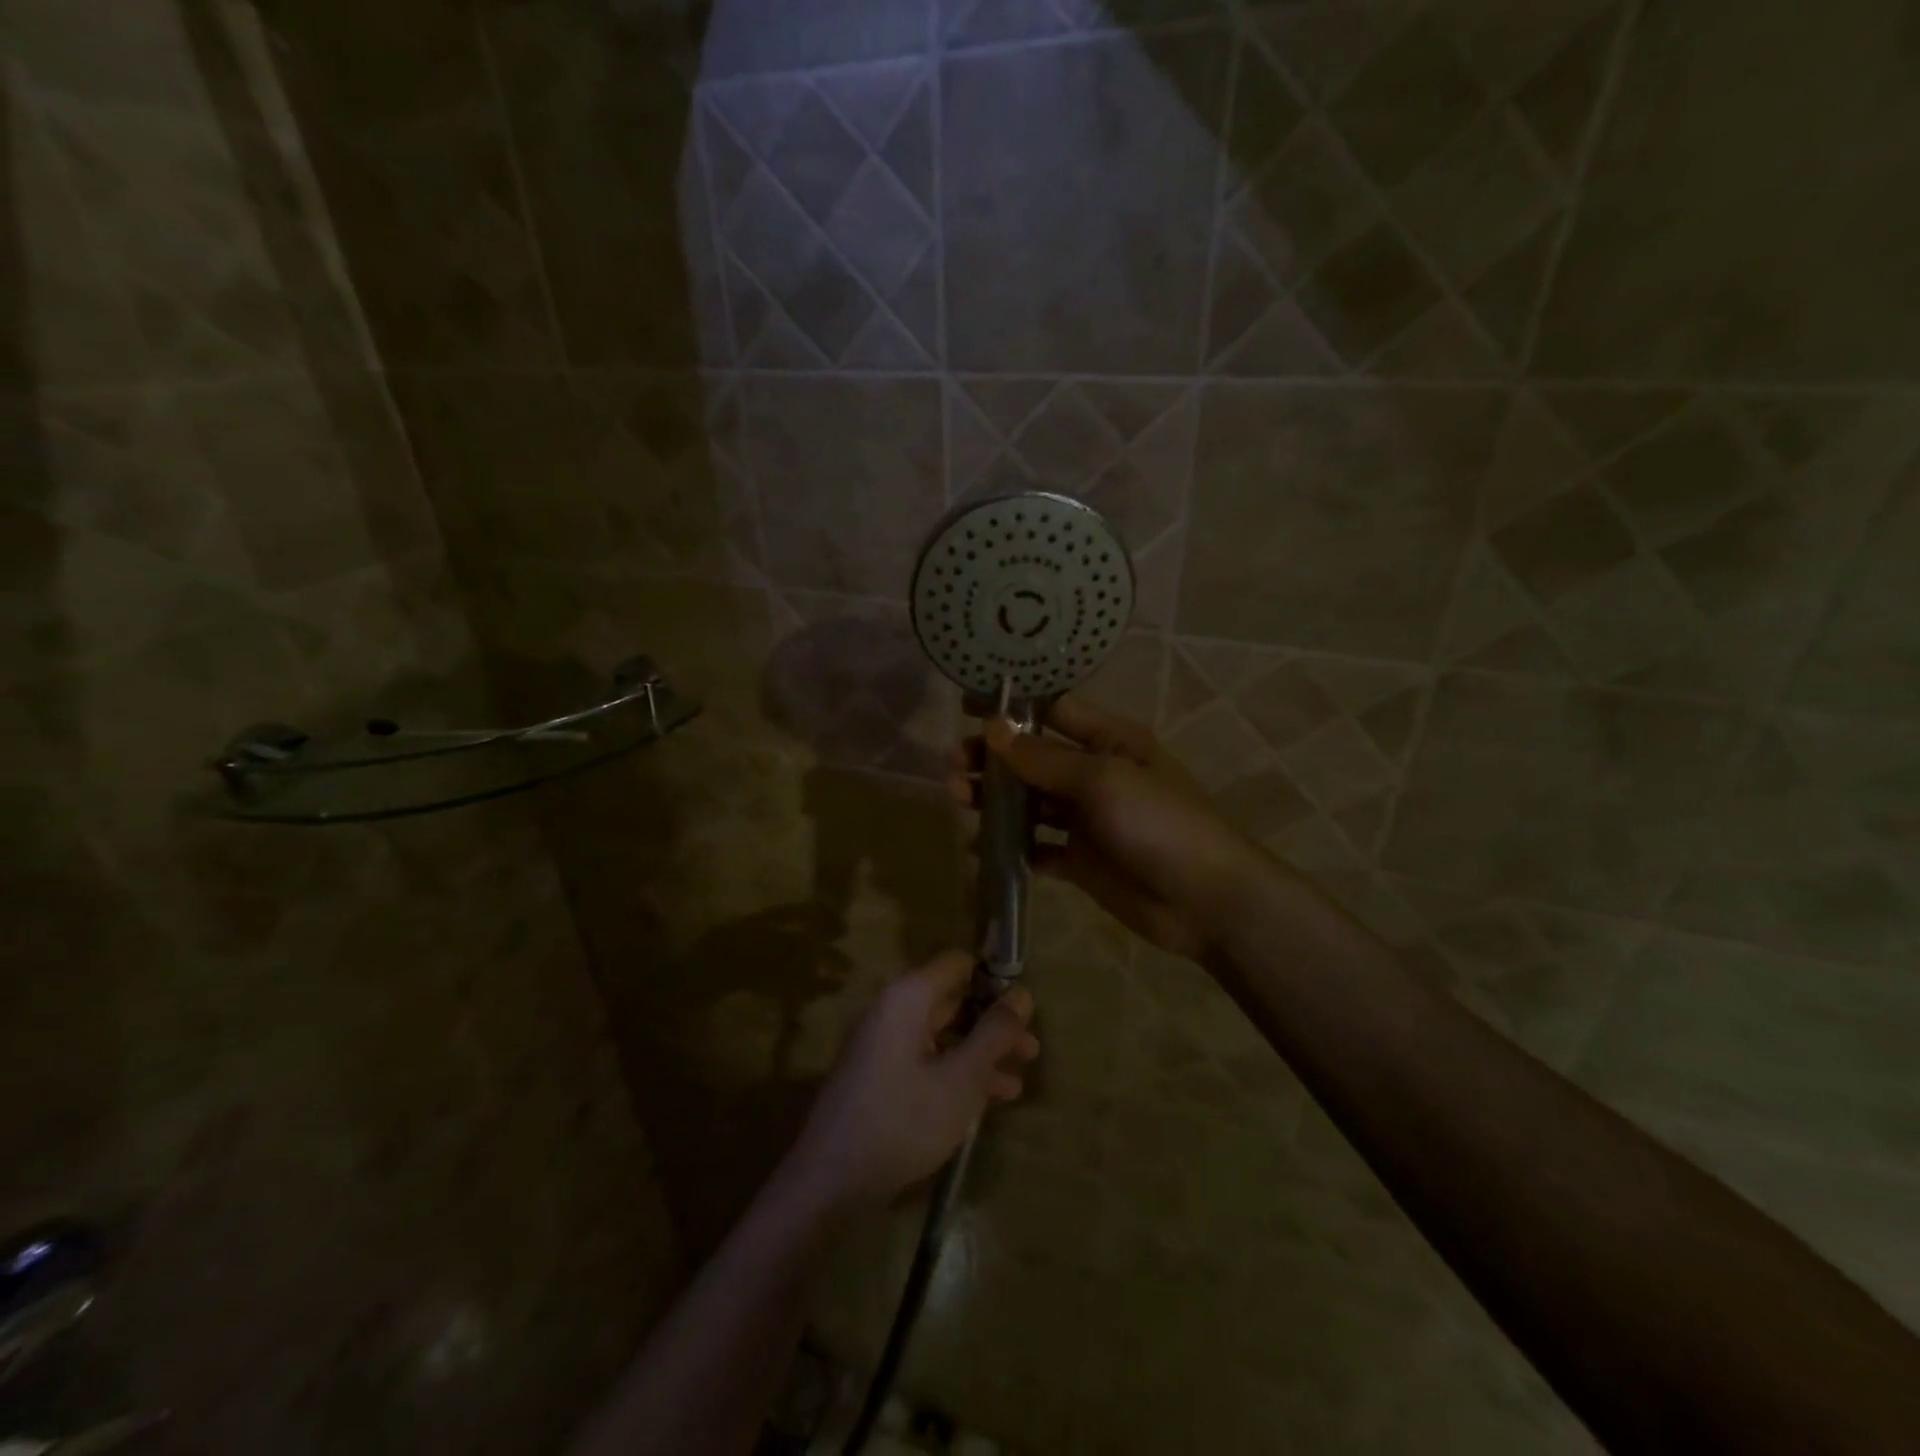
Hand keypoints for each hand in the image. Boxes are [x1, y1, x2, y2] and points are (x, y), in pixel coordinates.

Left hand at [787, 952, 1038, 1210]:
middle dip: (993, 1022)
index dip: (993, 977)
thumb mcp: (961, 1079)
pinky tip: (989, 1101)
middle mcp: (893, 1010)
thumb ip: (994, 1034)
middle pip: (953, 1000)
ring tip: (1019, 1078)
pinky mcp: (881, 1076)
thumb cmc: (901, 1121)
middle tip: (1031, 1049)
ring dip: (981, 1053)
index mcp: (908, 998)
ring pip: (943, 1034)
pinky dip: (957, 1072)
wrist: (830, 1182)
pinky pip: (928, 1059)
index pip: (957, 964)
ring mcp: (884, 1044)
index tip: (1024, 1006)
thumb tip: (1022, 994)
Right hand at [948, 695, 1269, 960]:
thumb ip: (1044, 758)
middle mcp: (1095, 773)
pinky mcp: (1081, 860)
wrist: (1205, 900)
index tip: (967, 708)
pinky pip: (1037, 847)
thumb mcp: (1101, 780)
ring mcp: (1087, 819)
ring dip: (995, 800)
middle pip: (1033, 758)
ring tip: (957, 799)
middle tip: (953, 766)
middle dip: (993, 759)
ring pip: (1030, 802)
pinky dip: (1012, 848)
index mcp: (1109, 740)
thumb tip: (992, 728)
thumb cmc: (1158, 822)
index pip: (1053, 710)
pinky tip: (982, 850)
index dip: (1011, 707)